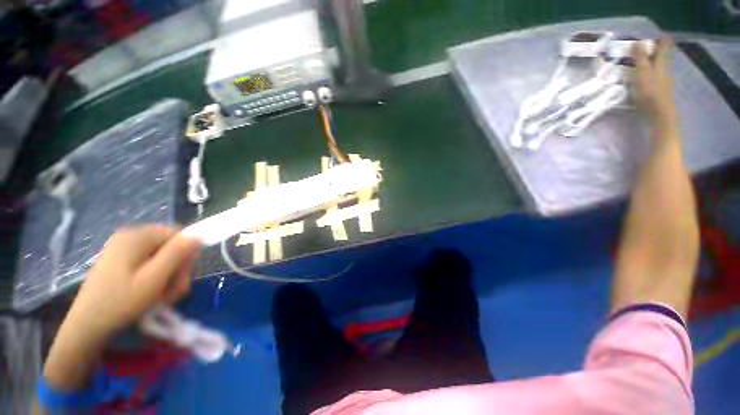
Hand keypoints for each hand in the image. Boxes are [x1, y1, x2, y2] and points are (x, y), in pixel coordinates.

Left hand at [66, 225, 201, 342]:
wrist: (87, 327)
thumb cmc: (121, 302)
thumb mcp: (154, 278)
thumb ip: (177, 253)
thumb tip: (198, 235)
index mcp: (137, 236)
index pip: (178, 234)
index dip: (187, 253)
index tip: (182, 275)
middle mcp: (130, 237)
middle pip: (170, 247)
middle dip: (176, 269)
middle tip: (172, 291)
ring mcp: (123, 250)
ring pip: (161, 257)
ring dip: (168, 277)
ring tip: (162, 297)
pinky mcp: (120, 262)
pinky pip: (149, 264)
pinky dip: (156, 279)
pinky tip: (152, 294)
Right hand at [632, 37, 676, 123]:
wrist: (660, 114)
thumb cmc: (650, 92)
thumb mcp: (642, 73)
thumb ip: (640, 58)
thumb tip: (636, 42)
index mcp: (660, 64)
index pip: (663, 48)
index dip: (662, 41)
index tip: (662, 34)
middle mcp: (664, 70)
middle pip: (664, 57)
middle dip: (661, 51)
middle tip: (658, 45)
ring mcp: (664, 82)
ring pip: (661, 67)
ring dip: (656, 63)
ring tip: (650, 61)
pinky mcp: (660, 91)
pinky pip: (658, 77)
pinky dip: (654, 74)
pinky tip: (649, 77)